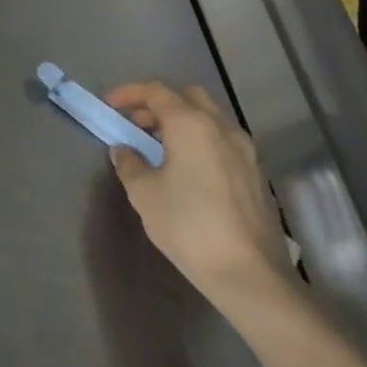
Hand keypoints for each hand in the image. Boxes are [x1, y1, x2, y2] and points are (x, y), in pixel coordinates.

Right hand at [106, 81, 295, 309]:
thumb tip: (125, 150)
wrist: (250, 274)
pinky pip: (223, 141)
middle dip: (159, 104)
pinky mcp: (256, 174)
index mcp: (191, 124)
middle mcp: (221, 128)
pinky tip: (188, 170)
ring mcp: (245, 151)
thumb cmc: (189, 225)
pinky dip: (201, 141)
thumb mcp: (144, 193)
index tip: (110, 105)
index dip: (129, 93)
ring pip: (209, 118)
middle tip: (137, 124)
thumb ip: (129, 163)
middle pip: (188, 97)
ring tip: (160, 148)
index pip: (156, 91)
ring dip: (182, 122)